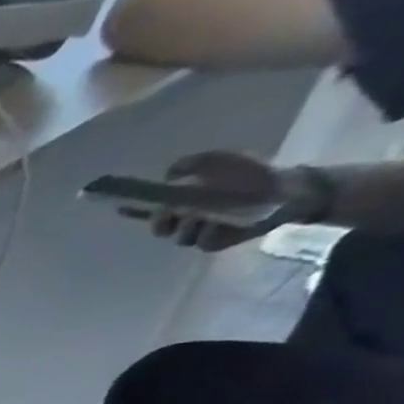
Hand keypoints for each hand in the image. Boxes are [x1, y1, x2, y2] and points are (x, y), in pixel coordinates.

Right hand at [124, 151, 329, 251]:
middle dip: (159, 221)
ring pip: (177, 236)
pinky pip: (202, 242)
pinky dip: (206, 233)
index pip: (147, 208)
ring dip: (184, 226)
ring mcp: (198, 233)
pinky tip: (214, 224)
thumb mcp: (218, 161)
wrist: (285, 188)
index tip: (118, 205)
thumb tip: (168, 175)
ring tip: (197, 215)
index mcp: (179, 202)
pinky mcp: (215, 243)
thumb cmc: (248, 173)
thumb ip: (191, 164)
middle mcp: (183, 220)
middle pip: (158, 227)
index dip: (131, 209)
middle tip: (166, 212)